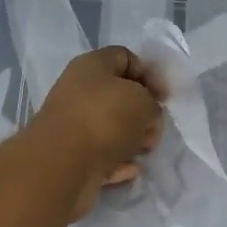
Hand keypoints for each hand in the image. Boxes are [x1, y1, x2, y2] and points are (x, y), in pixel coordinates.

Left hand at [27, 46, 163, 219]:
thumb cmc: (105, 119)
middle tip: (155, 127)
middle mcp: (78, 91)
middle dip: (142, 112)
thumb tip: (146, 116)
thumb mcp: (144, 101)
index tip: (164, 98)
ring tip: (146, 149)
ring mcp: (72, 125)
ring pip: (110, 127)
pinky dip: (118, 161)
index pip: (125, 57)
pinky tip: (132, 169)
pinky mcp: (71, 157)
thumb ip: (152, 103)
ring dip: (132, 138)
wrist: (61, 166)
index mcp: (92, 66)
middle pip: (118, 95)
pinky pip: (101, 155)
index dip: (149, 74)